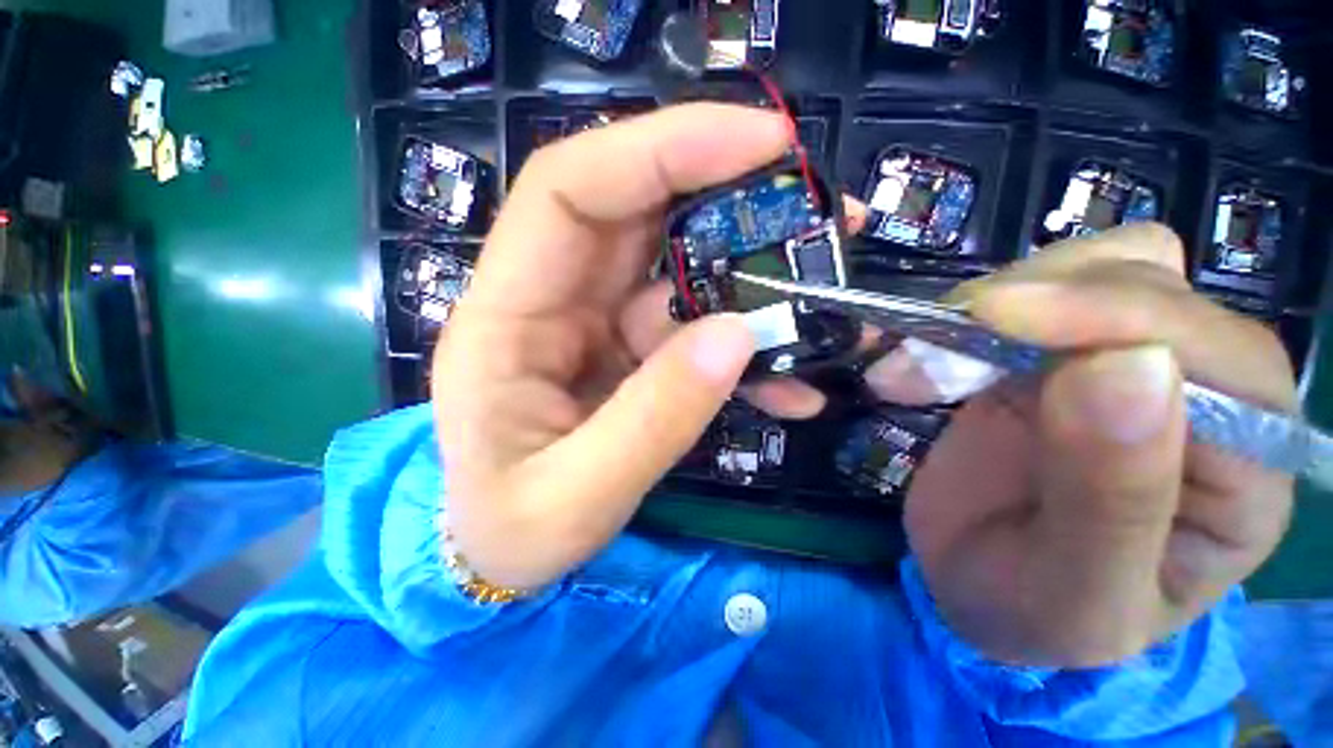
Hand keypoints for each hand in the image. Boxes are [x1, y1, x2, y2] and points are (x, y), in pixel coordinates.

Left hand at [433, 104, 828, 589]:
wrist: (502, 555)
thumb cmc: (512, 533)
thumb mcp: (574, 498)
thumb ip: (653, 421)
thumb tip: (736, 336)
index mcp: (505, 319)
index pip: (572, 189)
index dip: (662, 148)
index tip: (761, 143)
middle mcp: (550, 301)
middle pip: (639, 211)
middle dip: (729, 195)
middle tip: (820, 208)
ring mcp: (596, 324)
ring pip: (680, 269)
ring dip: (755, 279)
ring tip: (827, 297)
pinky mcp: (630, 353)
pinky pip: (695, 331)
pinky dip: (747, 350)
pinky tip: (790, 385)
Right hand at [867, 224, 1294, 666]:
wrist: (979, 588)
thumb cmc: (1037, 614)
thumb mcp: (1075, 594)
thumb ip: (1112, 498)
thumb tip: (1126, 367)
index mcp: (1244, 473)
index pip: (1224, 356)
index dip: (1119, 317)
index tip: (999, 319)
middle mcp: (1200, 397)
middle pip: (1154, 283)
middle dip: (1042, 296)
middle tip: (941, 339)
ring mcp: (1116, 365)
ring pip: (1092, 267)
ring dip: (996, 299)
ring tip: (920, 360)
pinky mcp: (1043, 359)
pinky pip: (1021, 298)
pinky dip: (960, 316)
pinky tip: (917, 360)